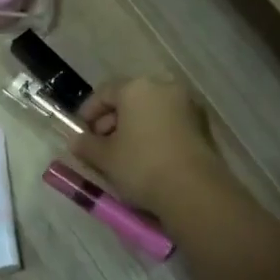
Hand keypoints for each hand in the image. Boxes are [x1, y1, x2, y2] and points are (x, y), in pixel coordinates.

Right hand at [71, 75, 226, 219]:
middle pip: (130, 99)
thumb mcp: (105, 158)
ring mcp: (188, 105)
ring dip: (134, 128)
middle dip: (112, 120)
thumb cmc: (142, 166)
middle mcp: (164, 88)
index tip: (81, 132)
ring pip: (152, 111)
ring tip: (123, 154)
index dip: (89, 111)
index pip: (105, 92)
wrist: (195, 191)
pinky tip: (147, 158)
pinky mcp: (203, 126)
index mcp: (137, 88)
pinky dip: (155, 134)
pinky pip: (170, 124)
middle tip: (101, 145)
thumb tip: (76, 140)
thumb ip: (86, 145)